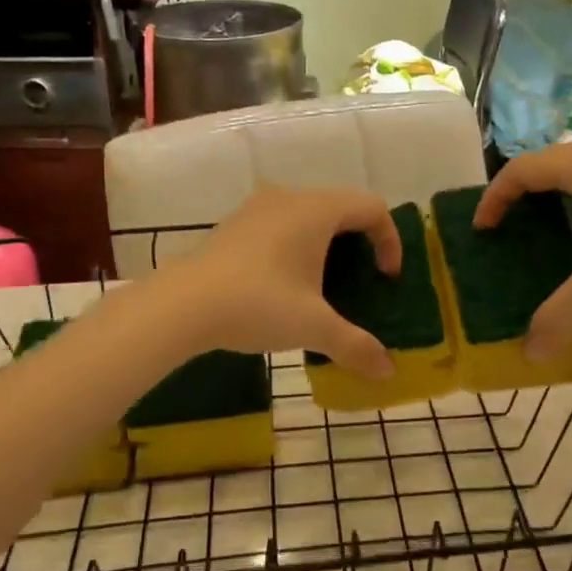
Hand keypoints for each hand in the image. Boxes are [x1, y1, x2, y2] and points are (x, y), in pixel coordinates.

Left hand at [162, 186, 401, 378]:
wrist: (181, 305)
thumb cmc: (258, 304)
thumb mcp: (314, 327)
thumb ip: (356, 346)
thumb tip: (388, 372)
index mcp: (316, 209)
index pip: (372, 208)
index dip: (390, 241)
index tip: (385, 279)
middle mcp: (289, 198)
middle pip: (342, 209)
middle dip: (360, 245)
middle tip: (360, 284)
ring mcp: (257, 208)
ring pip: (308, 216)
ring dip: (326, 246)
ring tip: (324, 288)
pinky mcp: (234, 226)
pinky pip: (281, 226)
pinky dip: (297, 248)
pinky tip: (284, 287)